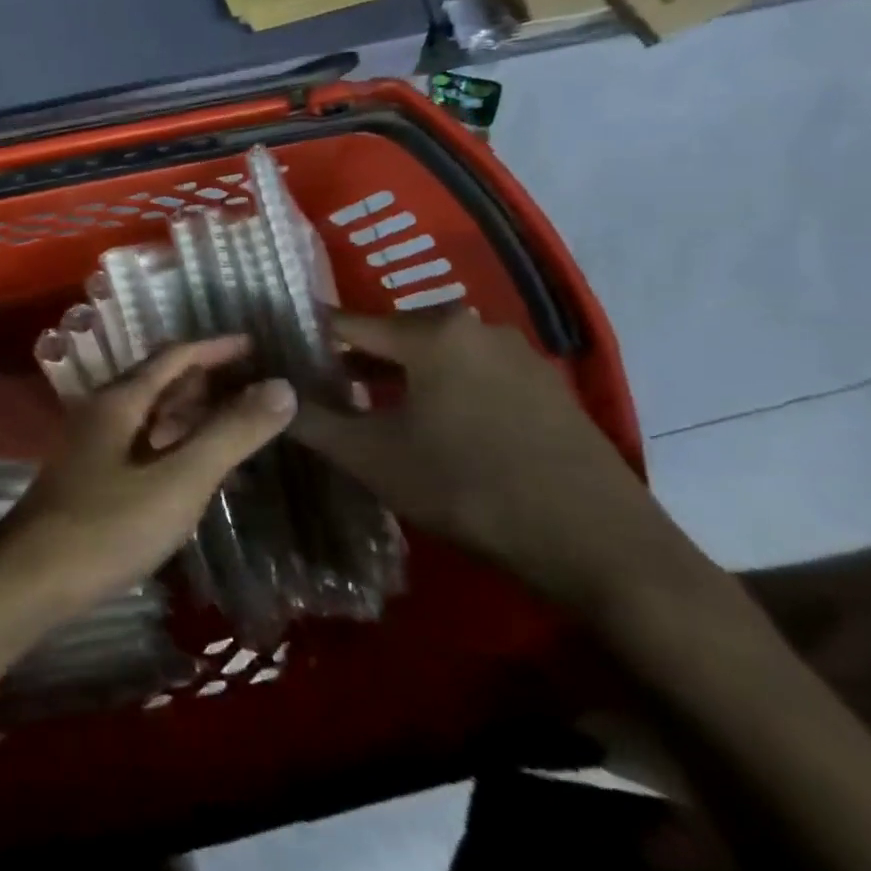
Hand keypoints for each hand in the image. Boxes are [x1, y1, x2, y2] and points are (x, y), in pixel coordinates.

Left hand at [0, 336, 298, 617]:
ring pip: (152, 418)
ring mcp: (95, 447)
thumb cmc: (108, 524)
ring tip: (240, 426)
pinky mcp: (94, 479)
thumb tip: (281, 386)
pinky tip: (202, 473)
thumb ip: (230, 434)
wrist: (32, 577)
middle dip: (207, 381)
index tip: (256, 346)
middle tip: (257, 388)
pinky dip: (177, 450)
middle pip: (160, 383)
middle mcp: (104, 413)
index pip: (173, 357)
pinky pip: (145, 449)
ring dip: (193, 417)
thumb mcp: (179, 479)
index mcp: (120, 400)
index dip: (215, 348)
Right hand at [290, 309, 691, 612]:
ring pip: (434, 355)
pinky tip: (433, 427)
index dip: (307, 340)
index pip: (345, 323)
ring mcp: (519, 355)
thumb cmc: (468, 488)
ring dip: (397, 377)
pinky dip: (441, 389)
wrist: (601, 547)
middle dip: (352, 361)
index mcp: (430, 332)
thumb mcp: (371, 458)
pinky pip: (473, 374)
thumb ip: (310, 420)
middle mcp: (475, 326)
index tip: (280, 356)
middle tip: (319, 390)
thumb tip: (269, 394)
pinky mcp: (547, 388)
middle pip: (391, 336)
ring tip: (368, 410)